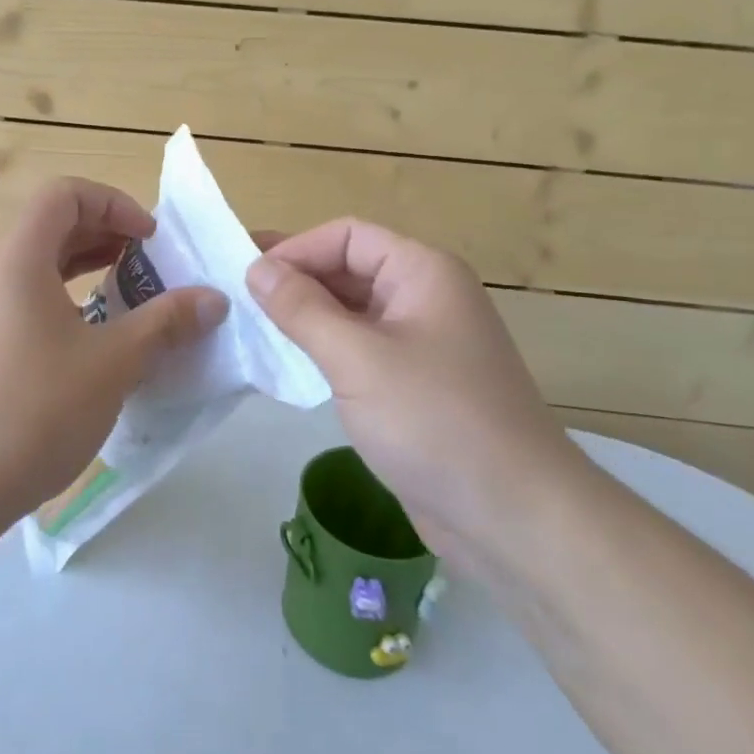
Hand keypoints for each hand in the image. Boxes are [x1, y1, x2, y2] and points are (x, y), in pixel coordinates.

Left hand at [0, 178, 228, 530]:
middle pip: (52, 225)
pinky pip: (28, 300)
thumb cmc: (34, 410)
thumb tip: (214, 300)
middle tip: (149, 265)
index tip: (150, 241)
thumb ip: (165, 323)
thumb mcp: (113, 363)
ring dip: (88, 268)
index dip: (114, 203)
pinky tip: (95, 340)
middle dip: (106, 234)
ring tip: (130, 296)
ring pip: (40, 265)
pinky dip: (67, 301)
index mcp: (19, 257)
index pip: (64, 194)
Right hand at [246, 219, 588, 567]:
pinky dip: (324, 349)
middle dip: (296, 280)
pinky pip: (361, 349)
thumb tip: (258, 268)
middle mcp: (425, 297)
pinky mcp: (415, 384)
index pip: (347, 236)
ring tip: (253, 329)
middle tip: (237, 298)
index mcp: (423, 272)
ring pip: (352, 311)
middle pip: (349, 268)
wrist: (515, 517)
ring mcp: (422, 342)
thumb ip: (302, 308)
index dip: (296, 249)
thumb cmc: (435, 421)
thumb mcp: (357, 358)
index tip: (248, 277)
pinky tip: (289, 364)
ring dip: (306, 315)